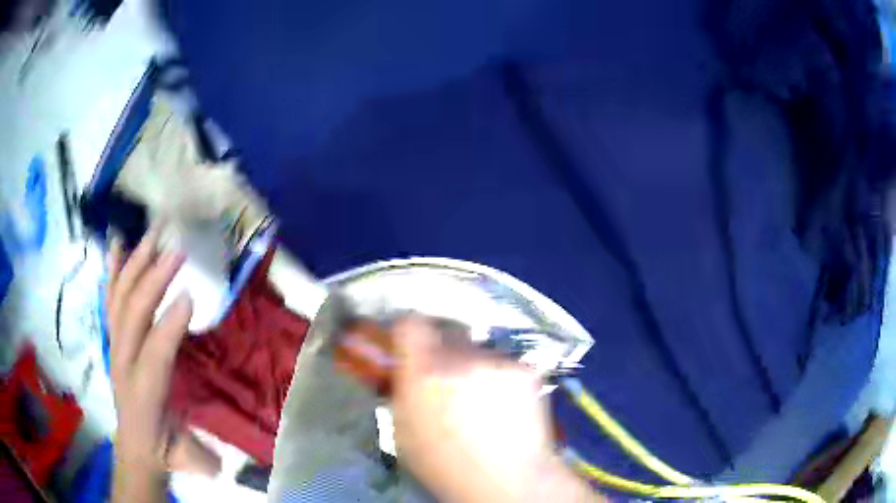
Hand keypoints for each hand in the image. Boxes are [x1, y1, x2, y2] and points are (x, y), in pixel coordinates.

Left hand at [107, 227, 190, 500]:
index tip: (191, 293)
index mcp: (144, 395)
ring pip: (120, 299)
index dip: (169, 325)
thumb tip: (222, 438)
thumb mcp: (186, 453)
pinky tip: (117, 245)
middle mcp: (123, 363)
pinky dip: (113, 271)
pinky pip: (110, 299)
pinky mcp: (114, 338)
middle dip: (152, 280)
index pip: (154, 355)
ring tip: (152, 235)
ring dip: (135, 265)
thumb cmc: (164, 448)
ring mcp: (115, 346)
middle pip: (132, 314)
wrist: (137, 447)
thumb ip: (200, 446)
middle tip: (175, 248)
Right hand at [391, 317, 598, 502]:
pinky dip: (502, 380)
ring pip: (479, 352)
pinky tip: (507, 407)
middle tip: (448, 381)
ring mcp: (496, 362)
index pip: (411, 323)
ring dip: (475, 368)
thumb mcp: (402, 431)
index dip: (409, 332)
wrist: (506, 480)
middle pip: (447, 335)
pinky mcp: (525, 370)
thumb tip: (404, 373)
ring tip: (483, 401)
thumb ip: (402, 392)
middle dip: (443, 354)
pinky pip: (505, 365)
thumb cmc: (444, 466)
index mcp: (422, 372)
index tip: (410, 346)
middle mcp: (460, 358)